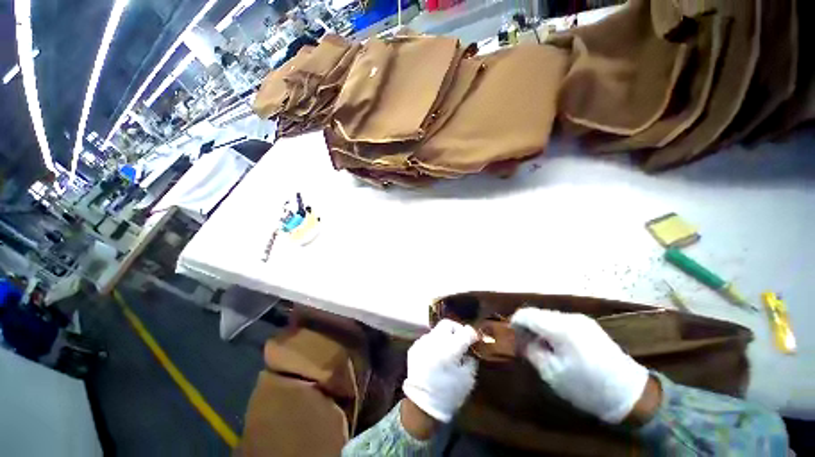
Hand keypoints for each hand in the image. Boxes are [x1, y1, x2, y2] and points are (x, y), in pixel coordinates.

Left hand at [402, 319, 478, 423]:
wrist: (422, 406)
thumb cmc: (448, 394)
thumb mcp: (468, 379)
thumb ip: (470, 359)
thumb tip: (468, 349)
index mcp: (450, 348)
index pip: (465, 331)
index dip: (472, 333)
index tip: (475, 338)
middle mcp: (435, 340)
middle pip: (448, 324)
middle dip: (457, 329)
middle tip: (461, 340)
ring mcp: (422, 342)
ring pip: (436, 331)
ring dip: (444, 337)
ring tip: (447, 351)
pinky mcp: (414, 348)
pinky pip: (427, 340)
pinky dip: (434, 345)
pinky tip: (435, 357)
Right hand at [510, 308, 650, 423]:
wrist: (631, 395)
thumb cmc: (588, 387)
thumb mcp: (552, 374)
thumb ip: (532, 351)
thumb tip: (521, 338)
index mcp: (560, 328)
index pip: (527, 314)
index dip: (514, 322)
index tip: (511, 336)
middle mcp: (570, 317)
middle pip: (538, 313)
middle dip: (527, 326)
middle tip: (524, 344)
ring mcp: (581, 320)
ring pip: (549, 316)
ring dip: (540, 328)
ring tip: (540, 347)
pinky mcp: (588, 325)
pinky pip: (561, 321)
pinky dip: (552, 330)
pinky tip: (556, 346)